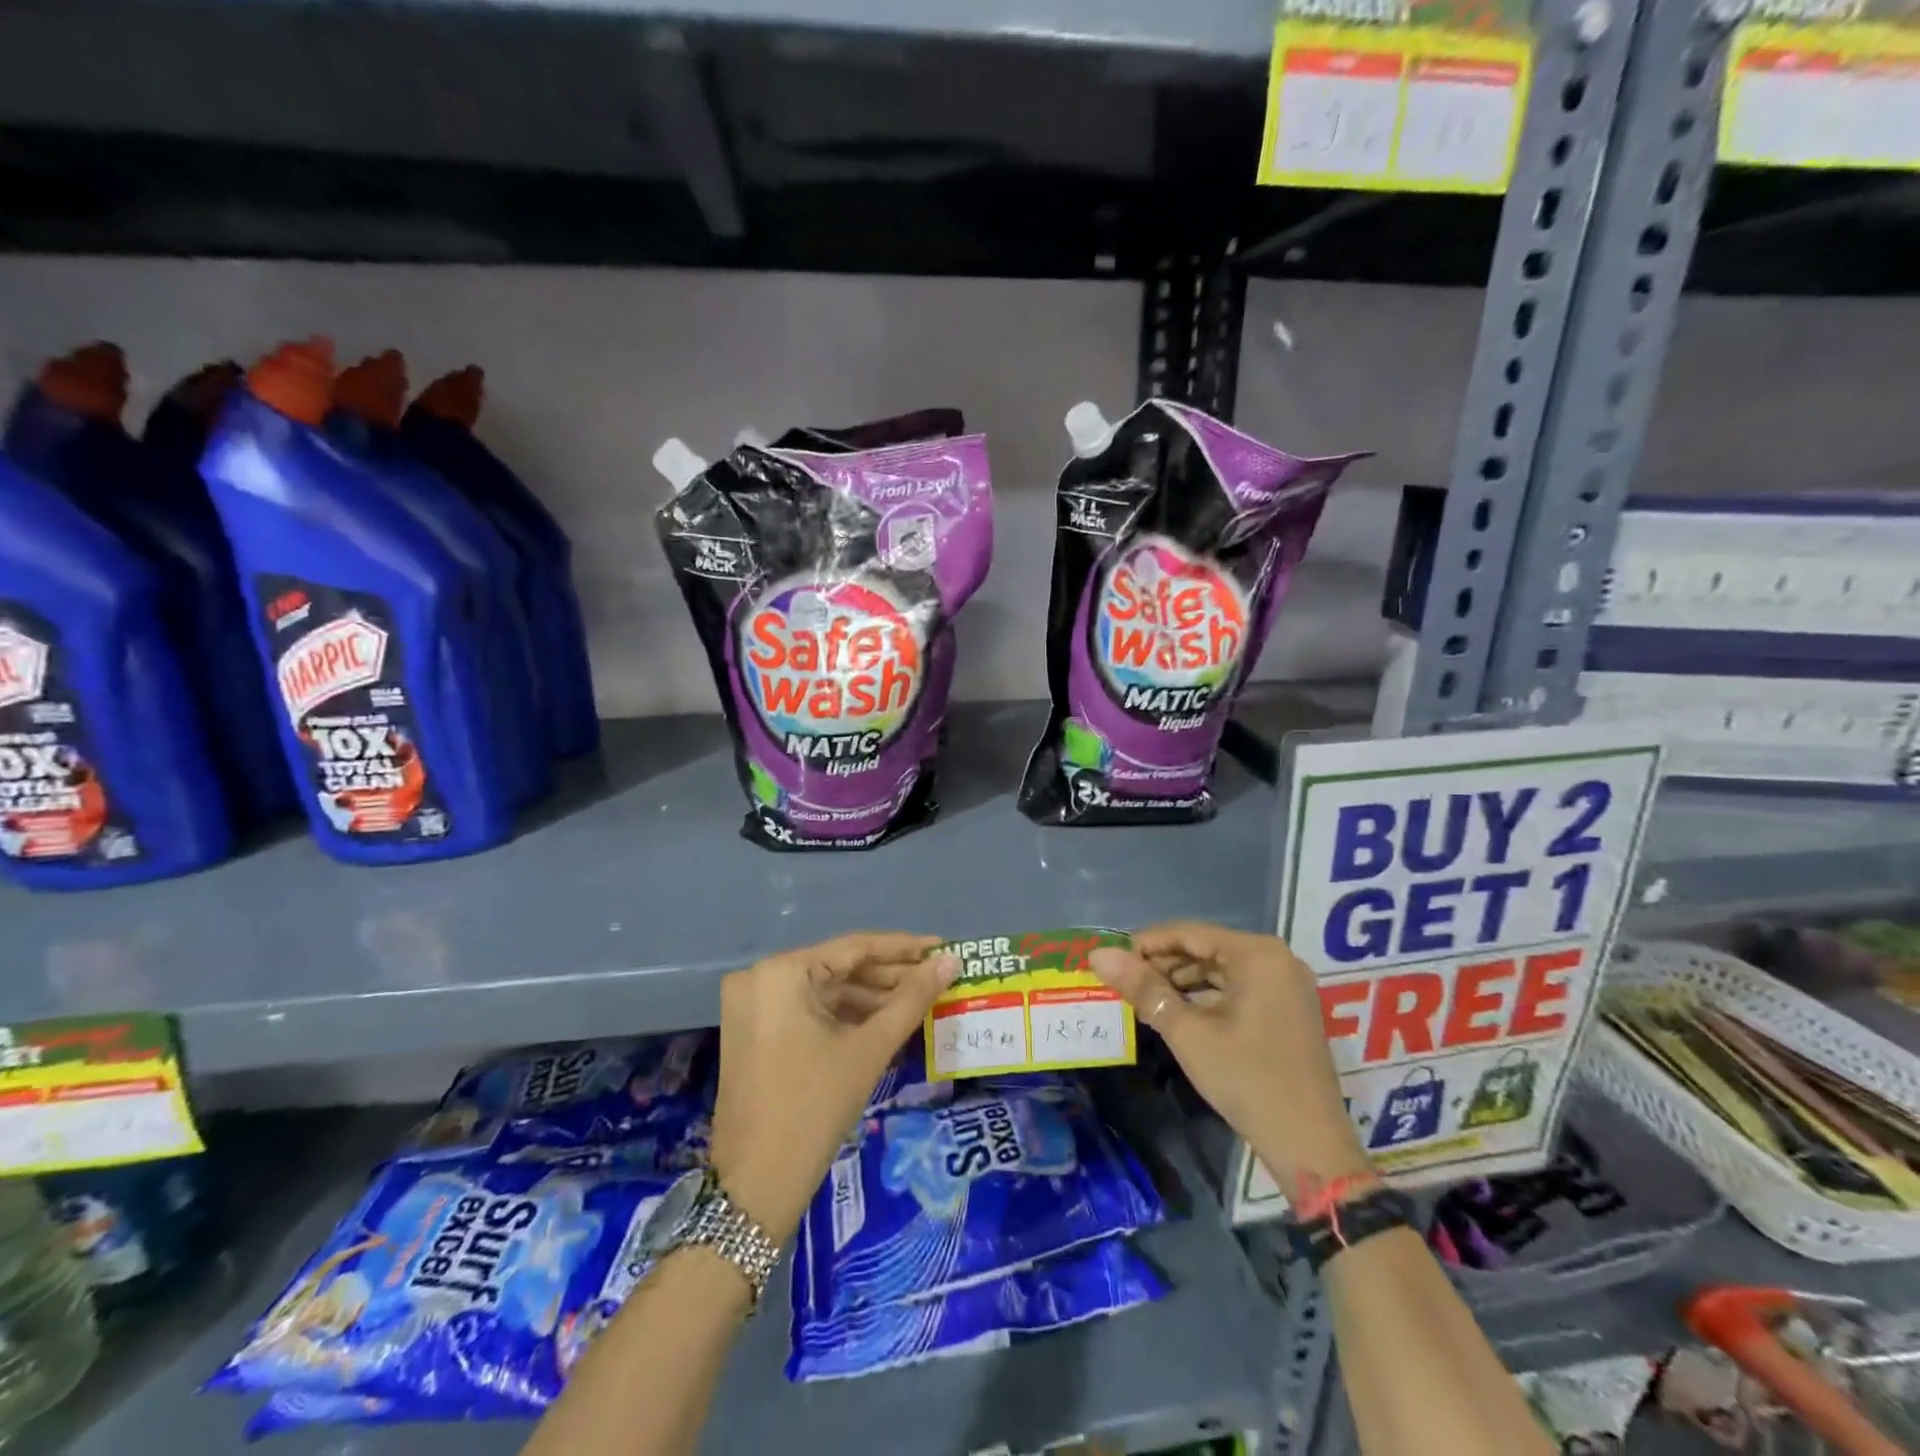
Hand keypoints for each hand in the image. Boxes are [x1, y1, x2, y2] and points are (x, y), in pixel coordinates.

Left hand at [708, 932, 955, 1243]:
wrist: (756, 1186)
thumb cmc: (814, 1108)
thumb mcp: (869, 1049)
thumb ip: (912, 999)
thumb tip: (951, 962)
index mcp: (780, 972)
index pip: (853, 948)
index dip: (903, 948)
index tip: (943, 947)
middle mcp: (761, 978)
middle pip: (839, 969)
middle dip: (890, 977)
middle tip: (937, 978)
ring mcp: (754, 1007)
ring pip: (826, 992)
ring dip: (872, 1000)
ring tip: (921, 1003)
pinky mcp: (756, 1032)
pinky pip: (810, 1012)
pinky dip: (847, 1019)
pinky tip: (887, 1025)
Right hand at [1090, 921, 1369, 1191]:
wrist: (1309, 1145)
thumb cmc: (1247, 1079)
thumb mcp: (1188, 1032)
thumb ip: (1143, 988)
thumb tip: (1098, 954)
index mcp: (1257, 954)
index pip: (1188, 932)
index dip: (1145, 943)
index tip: (1110, 959)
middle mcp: (1276, 959)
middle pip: (1205, 948)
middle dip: (1163, 963)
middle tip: (1123, 982)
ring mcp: (1286, 985)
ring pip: (1220, 969)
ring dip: (1181, 980)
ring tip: (1144, 998)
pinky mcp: (1287, 1009)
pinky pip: (1237, 988)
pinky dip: (1206, 996)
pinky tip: (1178, 1013)